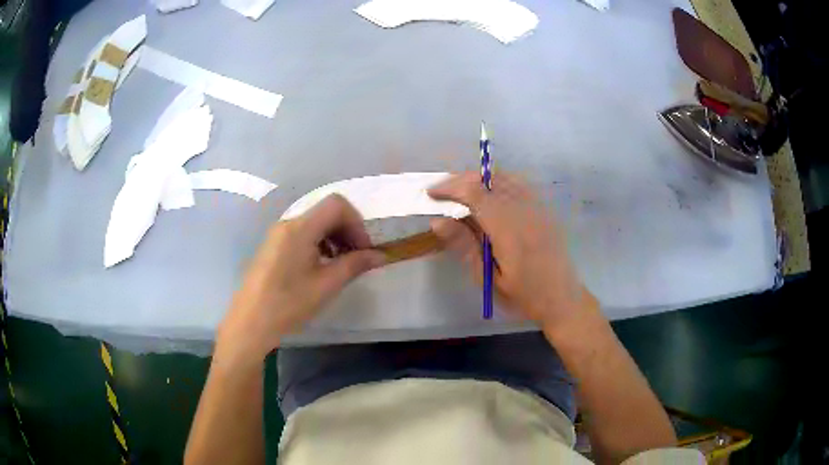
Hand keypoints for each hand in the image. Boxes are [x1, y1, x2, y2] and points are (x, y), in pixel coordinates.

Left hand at [216, 195, 385, 365]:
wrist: (250, 321)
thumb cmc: (289, 303)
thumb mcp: (326, 285)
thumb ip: (355, 264)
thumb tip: (380, 255)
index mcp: (301, 228)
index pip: (337, 205)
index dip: (357, 223)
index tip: (364, 249)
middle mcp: (288, 223)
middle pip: (326, 212)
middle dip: (347, 230)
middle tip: (357, 258)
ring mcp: (279, 234)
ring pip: (315, 223)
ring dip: (334, 237)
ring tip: (341, 264)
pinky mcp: (274, 245)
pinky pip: (303, 233)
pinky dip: (319, 243)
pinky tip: (322, 266)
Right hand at [428, 172, 590, 329]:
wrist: (562, 299)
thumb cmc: (523, 296)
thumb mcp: (488, 278)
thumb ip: (464, 245)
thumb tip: (437, 220)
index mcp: (509, 230)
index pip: (475, 194)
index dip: (450, 188)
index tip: (431, 194)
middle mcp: (525, 210)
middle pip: (489, 179)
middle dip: (462, 180)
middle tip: (443, 193)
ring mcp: (538, 207)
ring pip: (505, 177)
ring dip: (480, 180)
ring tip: (462, 194)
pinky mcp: (544, 209)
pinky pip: (519, 184)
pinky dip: (499, 183)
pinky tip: (490, 197)